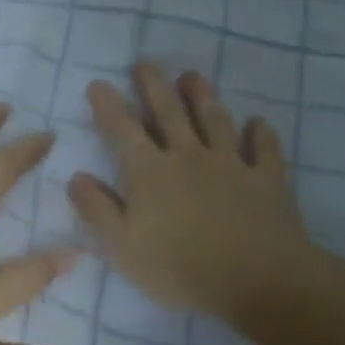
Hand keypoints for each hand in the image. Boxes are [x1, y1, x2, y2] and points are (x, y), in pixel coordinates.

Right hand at [68, 64, 315, 321]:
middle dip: (153, 86)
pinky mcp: (267, 179)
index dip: (107, 105)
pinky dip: (261, 133)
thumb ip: (97, 210)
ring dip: (202, 96)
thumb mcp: (123, 247)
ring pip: (215, 120)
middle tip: (145, 63)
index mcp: (150, 172)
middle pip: (169, 113)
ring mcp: (231, 164)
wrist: (258, 281)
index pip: (122, 129)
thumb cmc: (180, 269)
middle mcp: (188, 157)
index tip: (98, 83)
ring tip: (192, 76)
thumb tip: (76, 177)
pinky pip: (264, 149)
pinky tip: (258, 123)